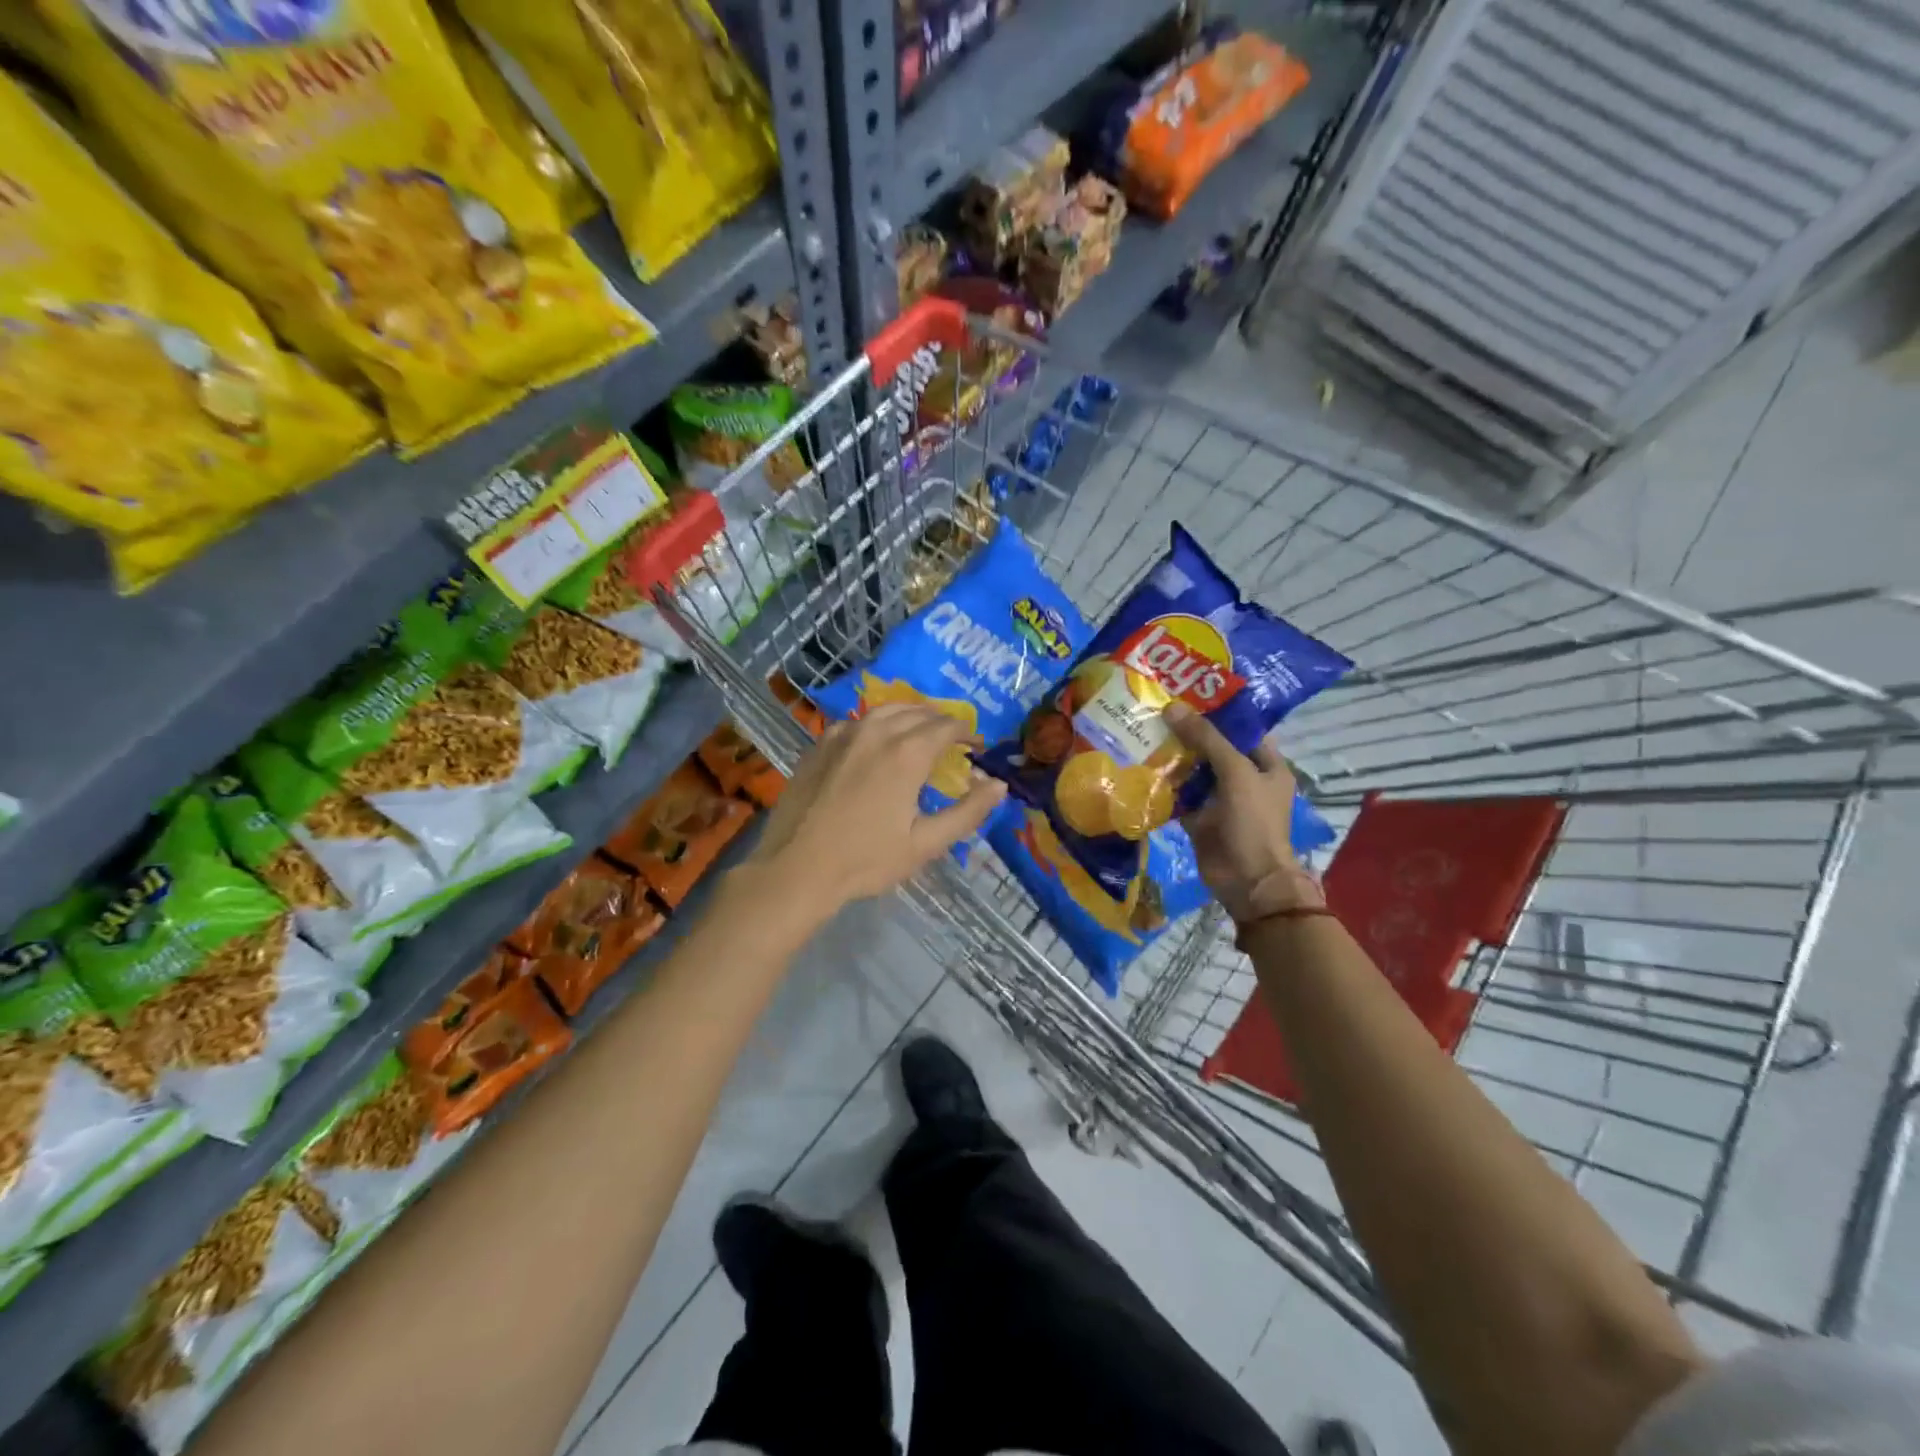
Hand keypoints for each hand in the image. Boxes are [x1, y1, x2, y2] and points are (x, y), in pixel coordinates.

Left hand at [747, 704, 1005, 913]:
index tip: (977, 747)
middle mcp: (876, 732)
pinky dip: (878, 723)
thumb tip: (999, 784)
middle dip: (941, 721)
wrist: (795, 868)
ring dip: (910, 715)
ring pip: (886, 710)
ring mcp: (843, 734)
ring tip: (921, 731)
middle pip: (918, 712)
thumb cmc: (865, 860)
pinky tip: (878, 740)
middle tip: (953, 739)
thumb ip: (968, 812)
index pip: (946, 726)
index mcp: (907, 753)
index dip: (967, 733)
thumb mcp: (925, 844)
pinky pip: (857, 721)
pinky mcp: (819, 744)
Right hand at [1164, 701, 1323, 925]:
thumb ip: (1206, 739)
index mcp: (1266, 764)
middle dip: (1186, 731)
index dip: (1218, 710)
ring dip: (1171, 755)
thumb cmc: (1252, 821)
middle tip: (1155, 708)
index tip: (1186, 692)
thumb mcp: (1235, 772)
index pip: (1242, 728)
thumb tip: (1173, 707)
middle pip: (1213, 747)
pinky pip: (1179, 794)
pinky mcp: (1199, 817)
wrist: (1247, 880)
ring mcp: (1220, 799)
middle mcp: (1244, 778)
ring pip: (1193, 770)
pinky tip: (1139, 765)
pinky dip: (1163, 784)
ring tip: (1142, 730)